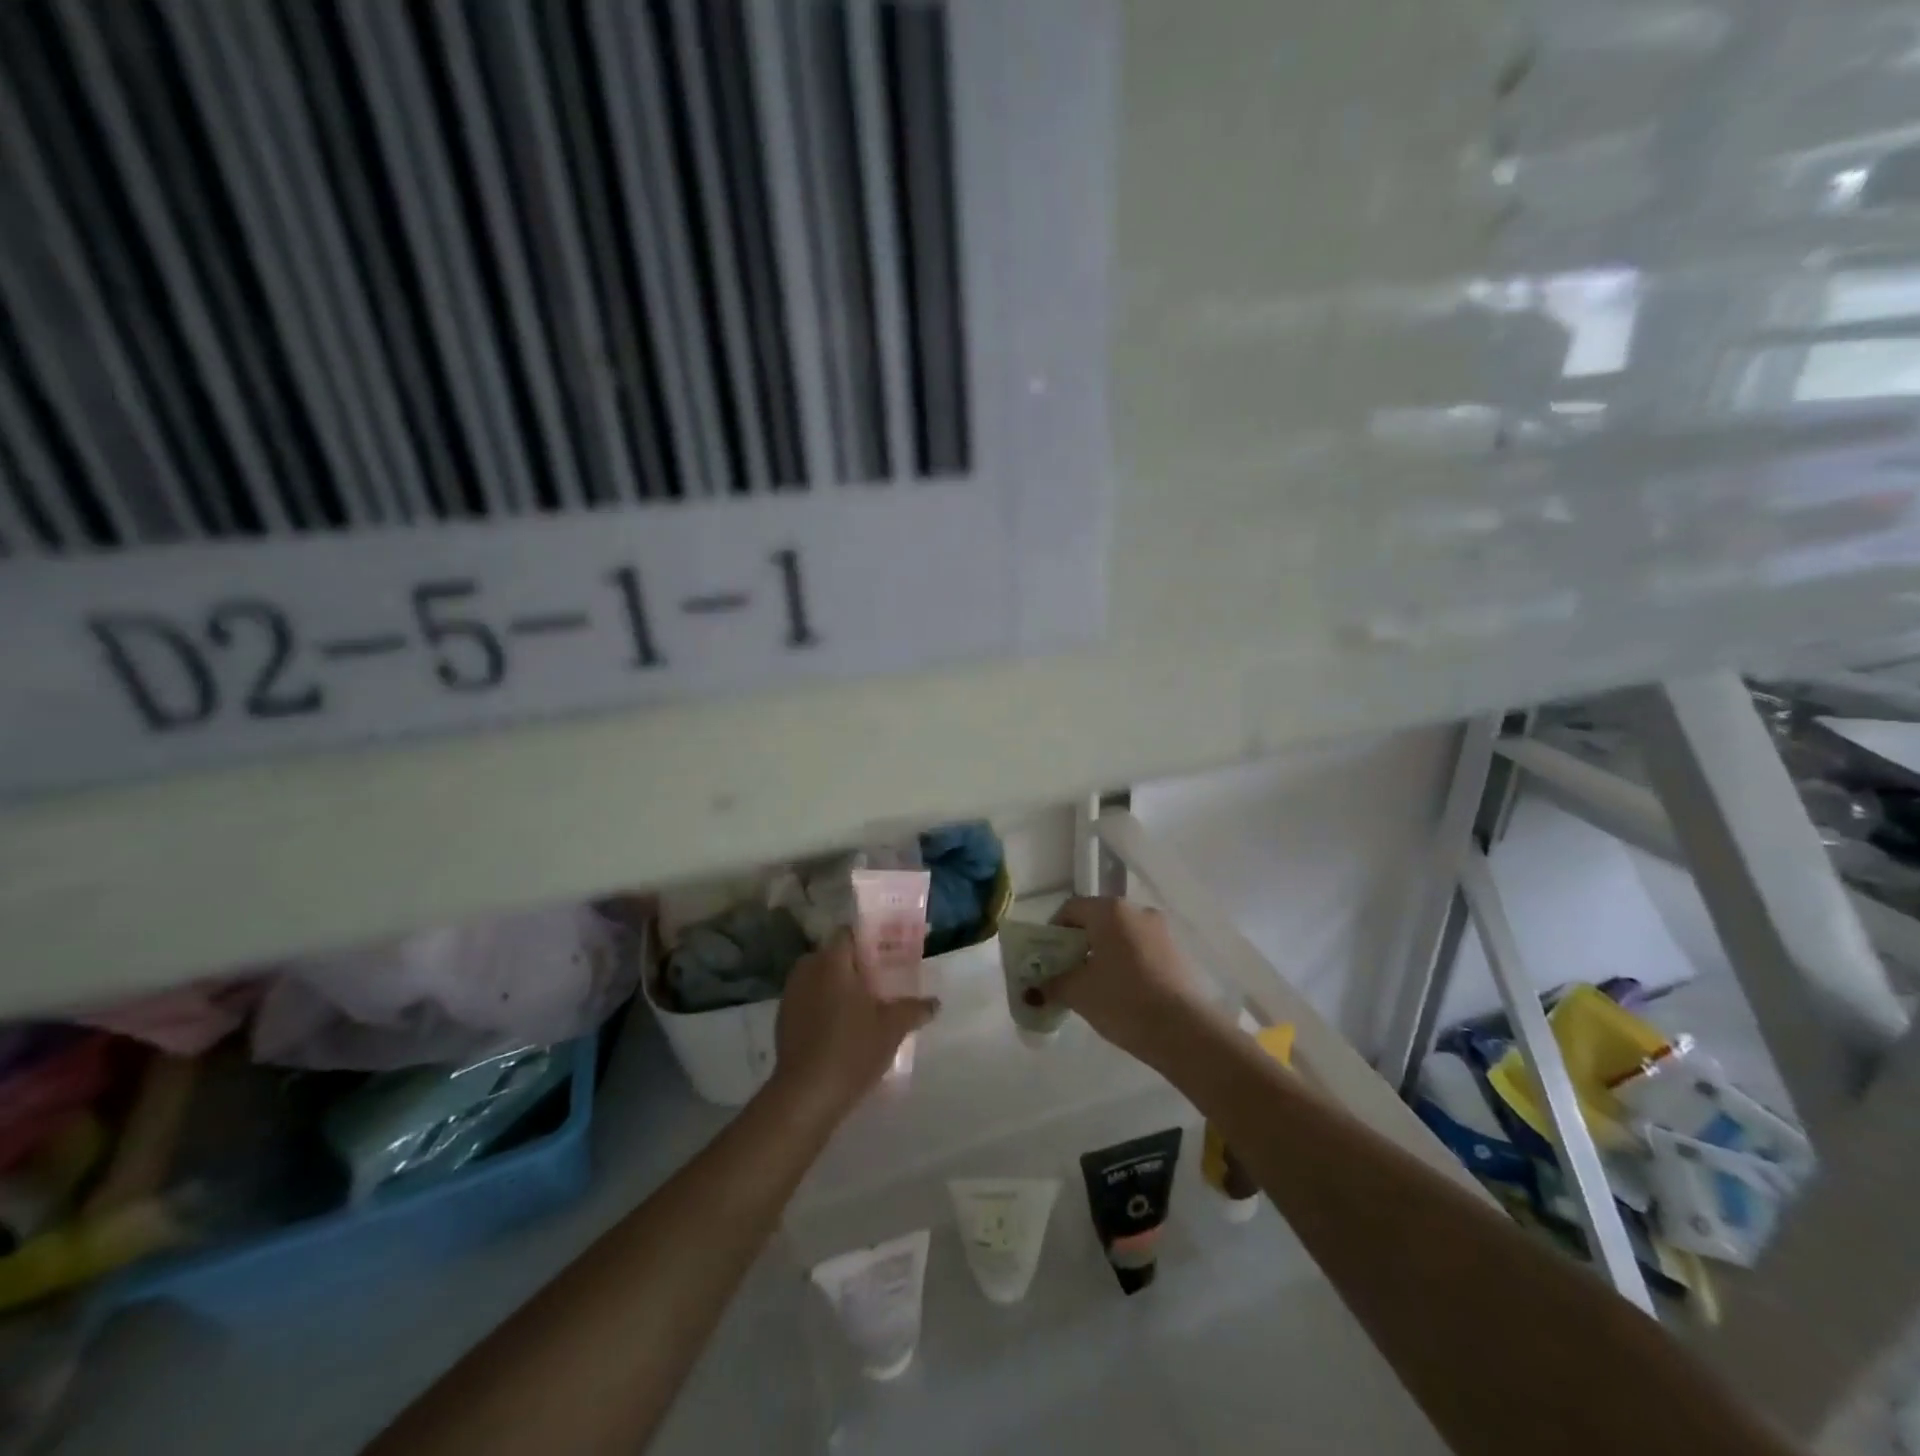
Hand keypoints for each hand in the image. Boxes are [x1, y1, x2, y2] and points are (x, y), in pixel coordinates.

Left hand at [770, 932, 936, 1122]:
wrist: (807, 1095)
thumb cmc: (853, 1049)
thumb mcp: (892, 1028)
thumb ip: (915, 1009)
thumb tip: (935, 1002)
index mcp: (833, 961)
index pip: (848, 933)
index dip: (868, 940)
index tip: (887, 954)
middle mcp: (808, 970)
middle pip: (834, 955)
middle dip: (854, 965)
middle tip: (879, 982)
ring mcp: (791, 995)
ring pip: (819, 979)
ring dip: (838, 986)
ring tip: (863, 1007)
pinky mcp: (783, 1020)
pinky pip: (808, 1000)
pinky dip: (823, 1006)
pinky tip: (841, 1028)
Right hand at [1043, 897, 1213, 1063]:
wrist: (1185, 1032)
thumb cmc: (1124, 1001)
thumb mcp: (1078, 993)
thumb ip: (1053, 982)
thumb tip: (1038, 984)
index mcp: (1110, 911)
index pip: (1071, 909)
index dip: (1053, 932)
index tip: (1047, 959)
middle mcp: (1138, 911)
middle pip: (1097, 921)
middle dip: (1079, 945)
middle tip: (1067, 974)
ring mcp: (1162, 931)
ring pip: (1121, 937)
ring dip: (1104, 955)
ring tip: (1095, 988)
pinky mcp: (1178, 953)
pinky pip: (1141, 951)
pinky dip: (1126, 964)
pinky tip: (1123, 994)